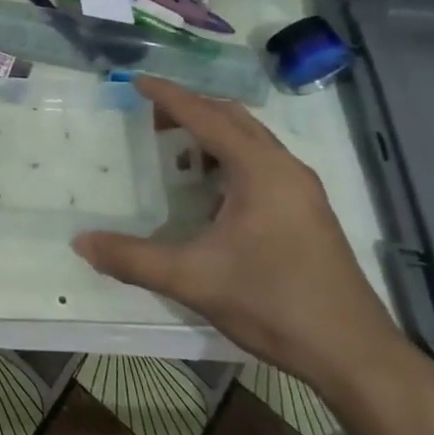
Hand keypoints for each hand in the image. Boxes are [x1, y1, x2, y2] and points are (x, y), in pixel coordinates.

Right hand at [72, 77, 404, 394]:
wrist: (353, 353)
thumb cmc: (272, 303)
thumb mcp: (193, 280)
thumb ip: (132, 258)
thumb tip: (80, 242)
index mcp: (260, 171)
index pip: (206, 117)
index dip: (169, 96)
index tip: (136, 82)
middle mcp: (285, 169)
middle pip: (233, 119)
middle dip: (191, 109)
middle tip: (151, 116)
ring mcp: (302, 190)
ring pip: (252, 141)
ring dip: (213, 135)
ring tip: (176, 153)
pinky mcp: (308, 212)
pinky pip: (262, 164)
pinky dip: (230, 159)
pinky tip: (211, 193)